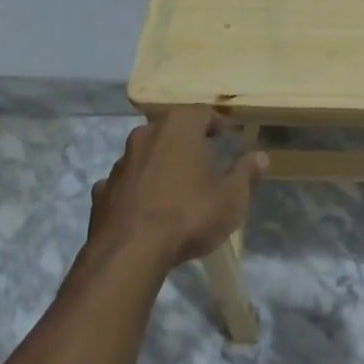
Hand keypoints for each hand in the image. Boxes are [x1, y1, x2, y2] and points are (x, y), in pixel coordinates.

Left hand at [88, 107, 267, 272]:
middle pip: (170, 128)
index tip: (224, 136)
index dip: (214, 122)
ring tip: (174, 184)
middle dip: (185, 139)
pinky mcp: (102, 191)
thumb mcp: (231, 198)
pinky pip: (125, 182)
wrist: (130, 252)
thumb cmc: (189, 214)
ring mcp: (120, 162)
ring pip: (144, 153)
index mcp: (179, 126)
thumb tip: (261, 156)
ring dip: (158, 162)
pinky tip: (144, 206)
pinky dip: (135, 188)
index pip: (201, 112)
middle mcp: (147, 134)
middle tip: (201, 156)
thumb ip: (246, 174)